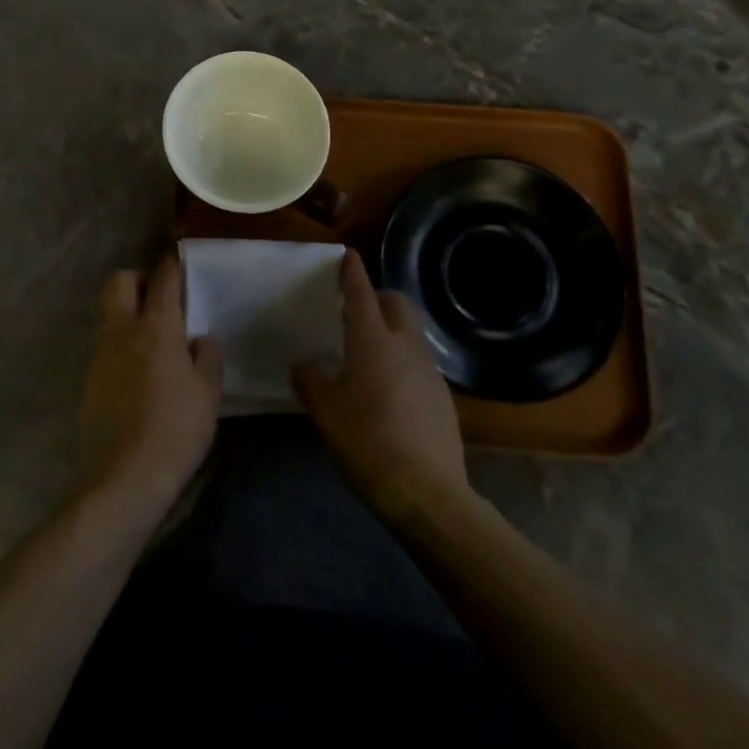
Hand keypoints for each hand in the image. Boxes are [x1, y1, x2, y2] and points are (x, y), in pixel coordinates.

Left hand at [77, 255, 222, 516]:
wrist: (124, 476)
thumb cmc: (176, 430)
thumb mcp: (208, 394)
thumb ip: (207, 358)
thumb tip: (201, 339)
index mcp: (157, 327)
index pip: (163, 279)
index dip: (171, 265)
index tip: (179, 261)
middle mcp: (123, 330)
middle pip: (119, 282)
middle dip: (137, 280)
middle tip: (158, 299)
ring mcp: (100, 354)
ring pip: (108, 314)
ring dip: (126, 313)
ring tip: (151, 339)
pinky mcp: (88, 379)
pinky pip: (104, 346)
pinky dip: (119, 345)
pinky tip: (136, 373)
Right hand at [293, 251, 470, 524]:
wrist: (427, 492)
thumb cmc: (367, 440)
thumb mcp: (325, 411)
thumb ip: (310, 380)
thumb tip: (304, 365)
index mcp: (373, 340)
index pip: (362, 293)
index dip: (353, 272)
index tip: (348, 255)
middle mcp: (406, 346)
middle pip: (398, 304)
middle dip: (379, 297)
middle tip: (356, 311)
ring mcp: (430, 371)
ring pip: (412, 334)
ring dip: (393, 330)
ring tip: (369, 353)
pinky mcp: (444, 398)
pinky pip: (420, 364)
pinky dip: (403, 362)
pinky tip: (388, 391)